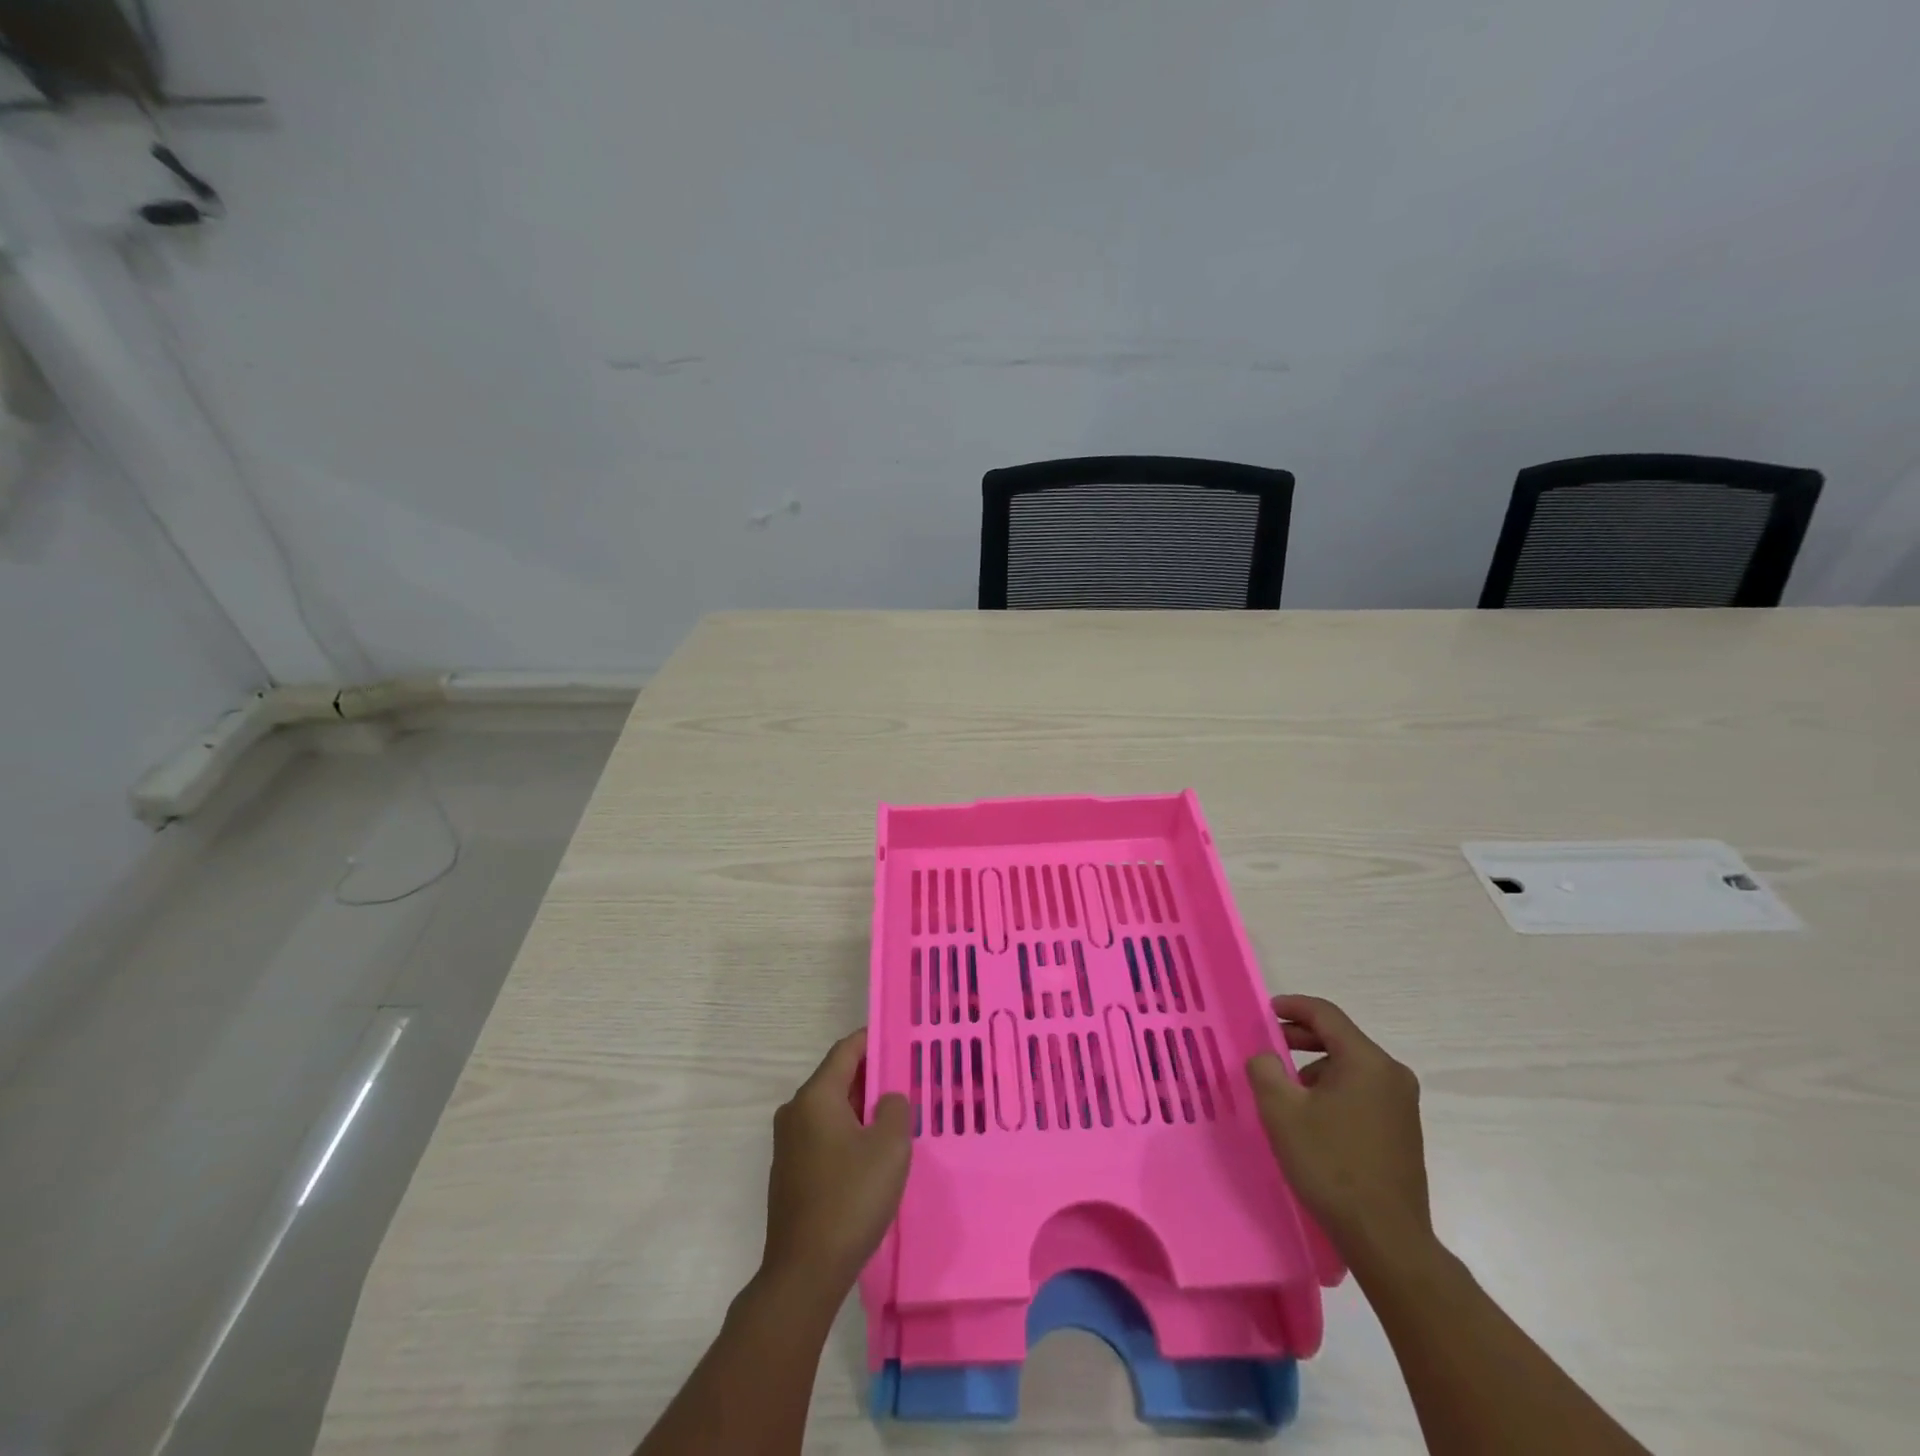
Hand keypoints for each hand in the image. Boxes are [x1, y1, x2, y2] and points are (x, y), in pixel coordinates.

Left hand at [760, 1029, 911, 1303]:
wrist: (804, 1273)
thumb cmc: (850, 1199)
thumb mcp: (890, 1147)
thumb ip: (896, 1109)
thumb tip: (888, 1100)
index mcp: (816, 1097)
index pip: (846, 1051)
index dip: (873, 1039)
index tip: (900, 1038)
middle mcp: (796, 1111)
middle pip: (838, 1078)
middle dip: (872, 1077)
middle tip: (907, 1079)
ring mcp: (789, 1143)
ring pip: (832, 1109)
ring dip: (861, 1108)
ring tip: (896, 1116)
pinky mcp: (790, 1172)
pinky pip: (824, 1135)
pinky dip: (848, 1132)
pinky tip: (871, 1153)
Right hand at [1247, 995, 1431, 1265]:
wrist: (1386, 1238)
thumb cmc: (1331, 1165)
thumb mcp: (1282, 1112)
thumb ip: (1265, 1070)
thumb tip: (1267, 1057)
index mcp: (1367, 1061)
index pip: (1326, 1015)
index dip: (1293, 1006)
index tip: (1266, 1011)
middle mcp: (1391, 1075)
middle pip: (1340, 1039)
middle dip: (1301, 1038)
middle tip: (1269, 1048)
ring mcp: (1402, 1104)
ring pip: (1350, 1067)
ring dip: (1315, 1068)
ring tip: (1287, 1091)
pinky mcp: (1403, 1131)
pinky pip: (1362, 1091)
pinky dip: (1334, 1090)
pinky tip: (1313, 1117)